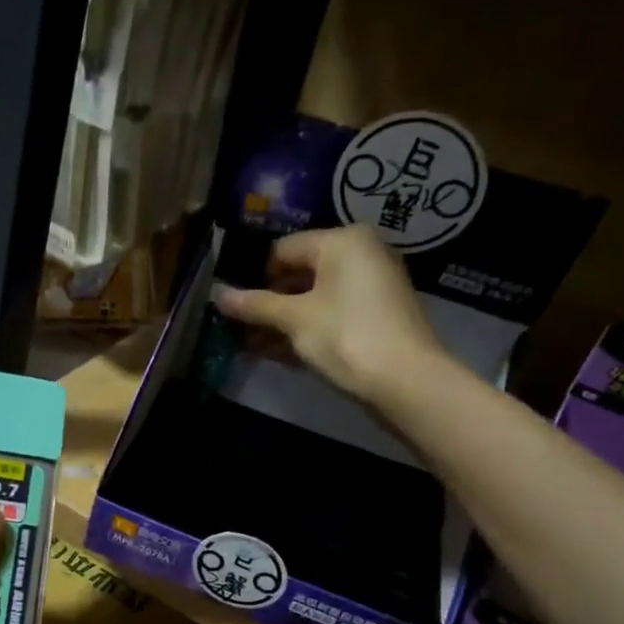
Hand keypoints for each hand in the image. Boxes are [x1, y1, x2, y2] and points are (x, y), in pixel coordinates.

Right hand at [216, 224, 444, 401]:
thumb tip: (218, 296)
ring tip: (249, 343)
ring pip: (314, 298)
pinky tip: (275, 352)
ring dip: (282, 320)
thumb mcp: (294, 319)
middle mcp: (361, 255)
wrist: (406, 381)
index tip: (232, 302)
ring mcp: (371, 288)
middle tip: (237, 325)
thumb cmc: (345, 336)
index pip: (284, 249)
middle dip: (268, 301)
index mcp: (342, 242)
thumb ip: (255, 305)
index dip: (254, 276)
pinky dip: (305, 329)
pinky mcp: (376, 318)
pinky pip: (331, 315)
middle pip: (300, 273)